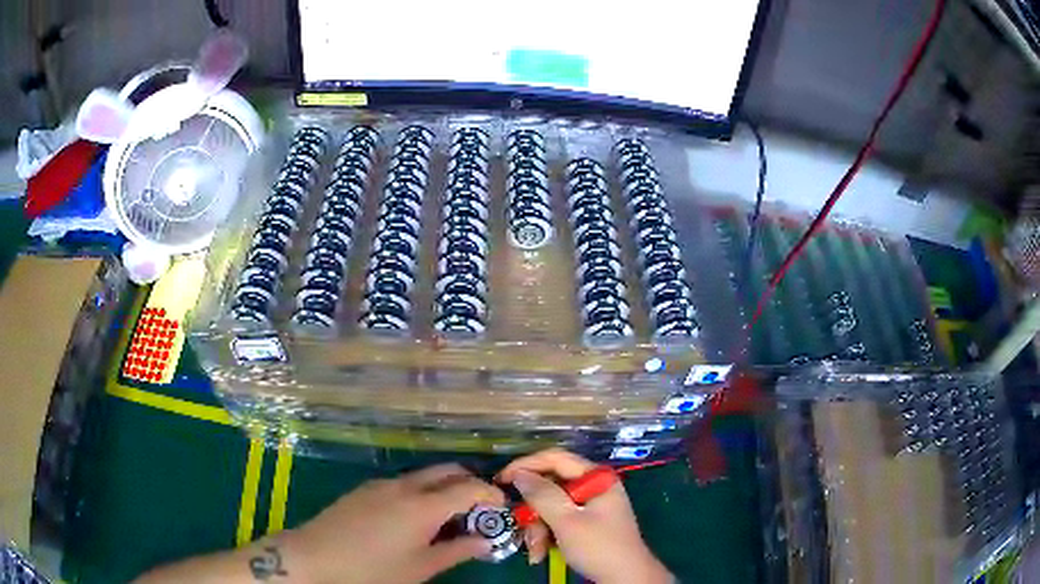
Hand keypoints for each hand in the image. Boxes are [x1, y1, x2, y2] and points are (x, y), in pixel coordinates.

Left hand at [284, 463, 504, 583]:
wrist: (314, 558)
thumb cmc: (373, 570)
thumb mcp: (421, 567)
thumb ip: (457, 551)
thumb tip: (485, 541)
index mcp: (423, 505)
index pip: (469, 487)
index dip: (490, 493)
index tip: (501, 506)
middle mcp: (405, 485)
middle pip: (447, 470)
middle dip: (470, 482)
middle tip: (480, 508)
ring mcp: (381, 484)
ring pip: (424, 475)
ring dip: (444, 487)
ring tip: (449, 516)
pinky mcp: (364, 489)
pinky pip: (403, 482)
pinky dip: (421, 491)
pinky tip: (415, 517)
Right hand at [499, 449, 671, 583]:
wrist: (625, 579)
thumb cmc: (599, 547)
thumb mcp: (567, 521)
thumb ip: (542, 495)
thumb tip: (519, 474)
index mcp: (596, 477)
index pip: (555, 458)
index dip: (526, 465)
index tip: (501, 479)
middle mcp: (593, 486)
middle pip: (550, 486)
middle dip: (533, 511)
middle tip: (521, 527)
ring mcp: (590, 505)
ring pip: (550, 507)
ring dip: (537, 529)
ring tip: (536, 551)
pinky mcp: (586, 522)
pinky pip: (558, 520)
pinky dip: (547, 535)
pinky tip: (541, 553)